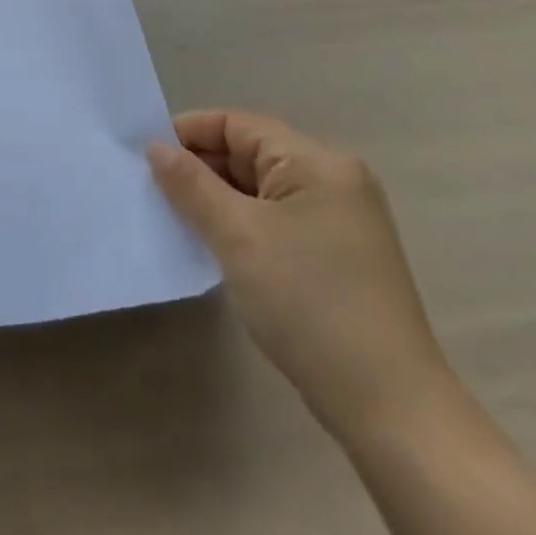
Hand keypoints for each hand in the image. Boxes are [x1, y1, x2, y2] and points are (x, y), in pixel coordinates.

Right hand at [149, 110, 451, 442]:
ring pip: (261, 188)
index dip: (188, 133)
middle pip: (250, 152)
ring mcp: (340, 218)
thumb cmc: (309, 304)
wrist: (391, 409)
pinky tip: (214, 243)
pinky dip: (243, 223)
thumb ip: (191, 184)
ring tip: (175, 216)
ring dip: (219, 198)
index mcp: (317, 161)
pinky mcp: (339, 253)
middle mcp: (334, 178)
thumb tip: (155, 148)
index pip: (237, 124)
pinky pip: (277, 217)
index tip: (145, 156)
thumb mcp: (238, 236)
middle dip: (201, 168)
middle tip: (153, 189)